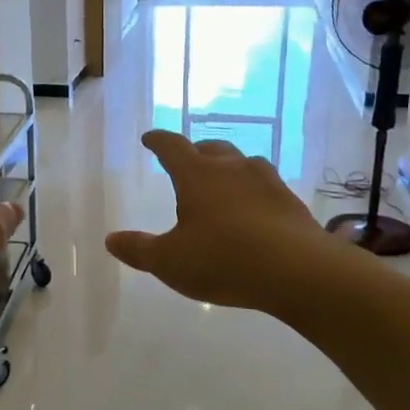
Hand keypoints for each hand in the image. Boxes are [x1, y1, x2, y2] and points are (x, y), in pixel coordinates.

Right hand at [106, 131, 325, 309]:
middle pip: (211, 148)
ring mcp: (266, 181)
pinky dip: (253, 190)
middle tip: (187, 161)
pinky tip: (254, 209)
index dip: (158, 141)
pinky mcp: (291, 201)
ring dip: (229, 167)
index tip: (149, 138)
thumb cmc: (223, 260)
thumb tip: (111, 239)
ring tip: (223, 183)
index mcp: (197, 175)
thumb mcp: (170, 261)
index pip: (172, 147)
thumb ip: (139, 249)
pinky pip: (266, 185)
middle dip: (195, 151)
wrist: (298, 271)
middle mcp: (232, 169)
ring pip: (243, 163)